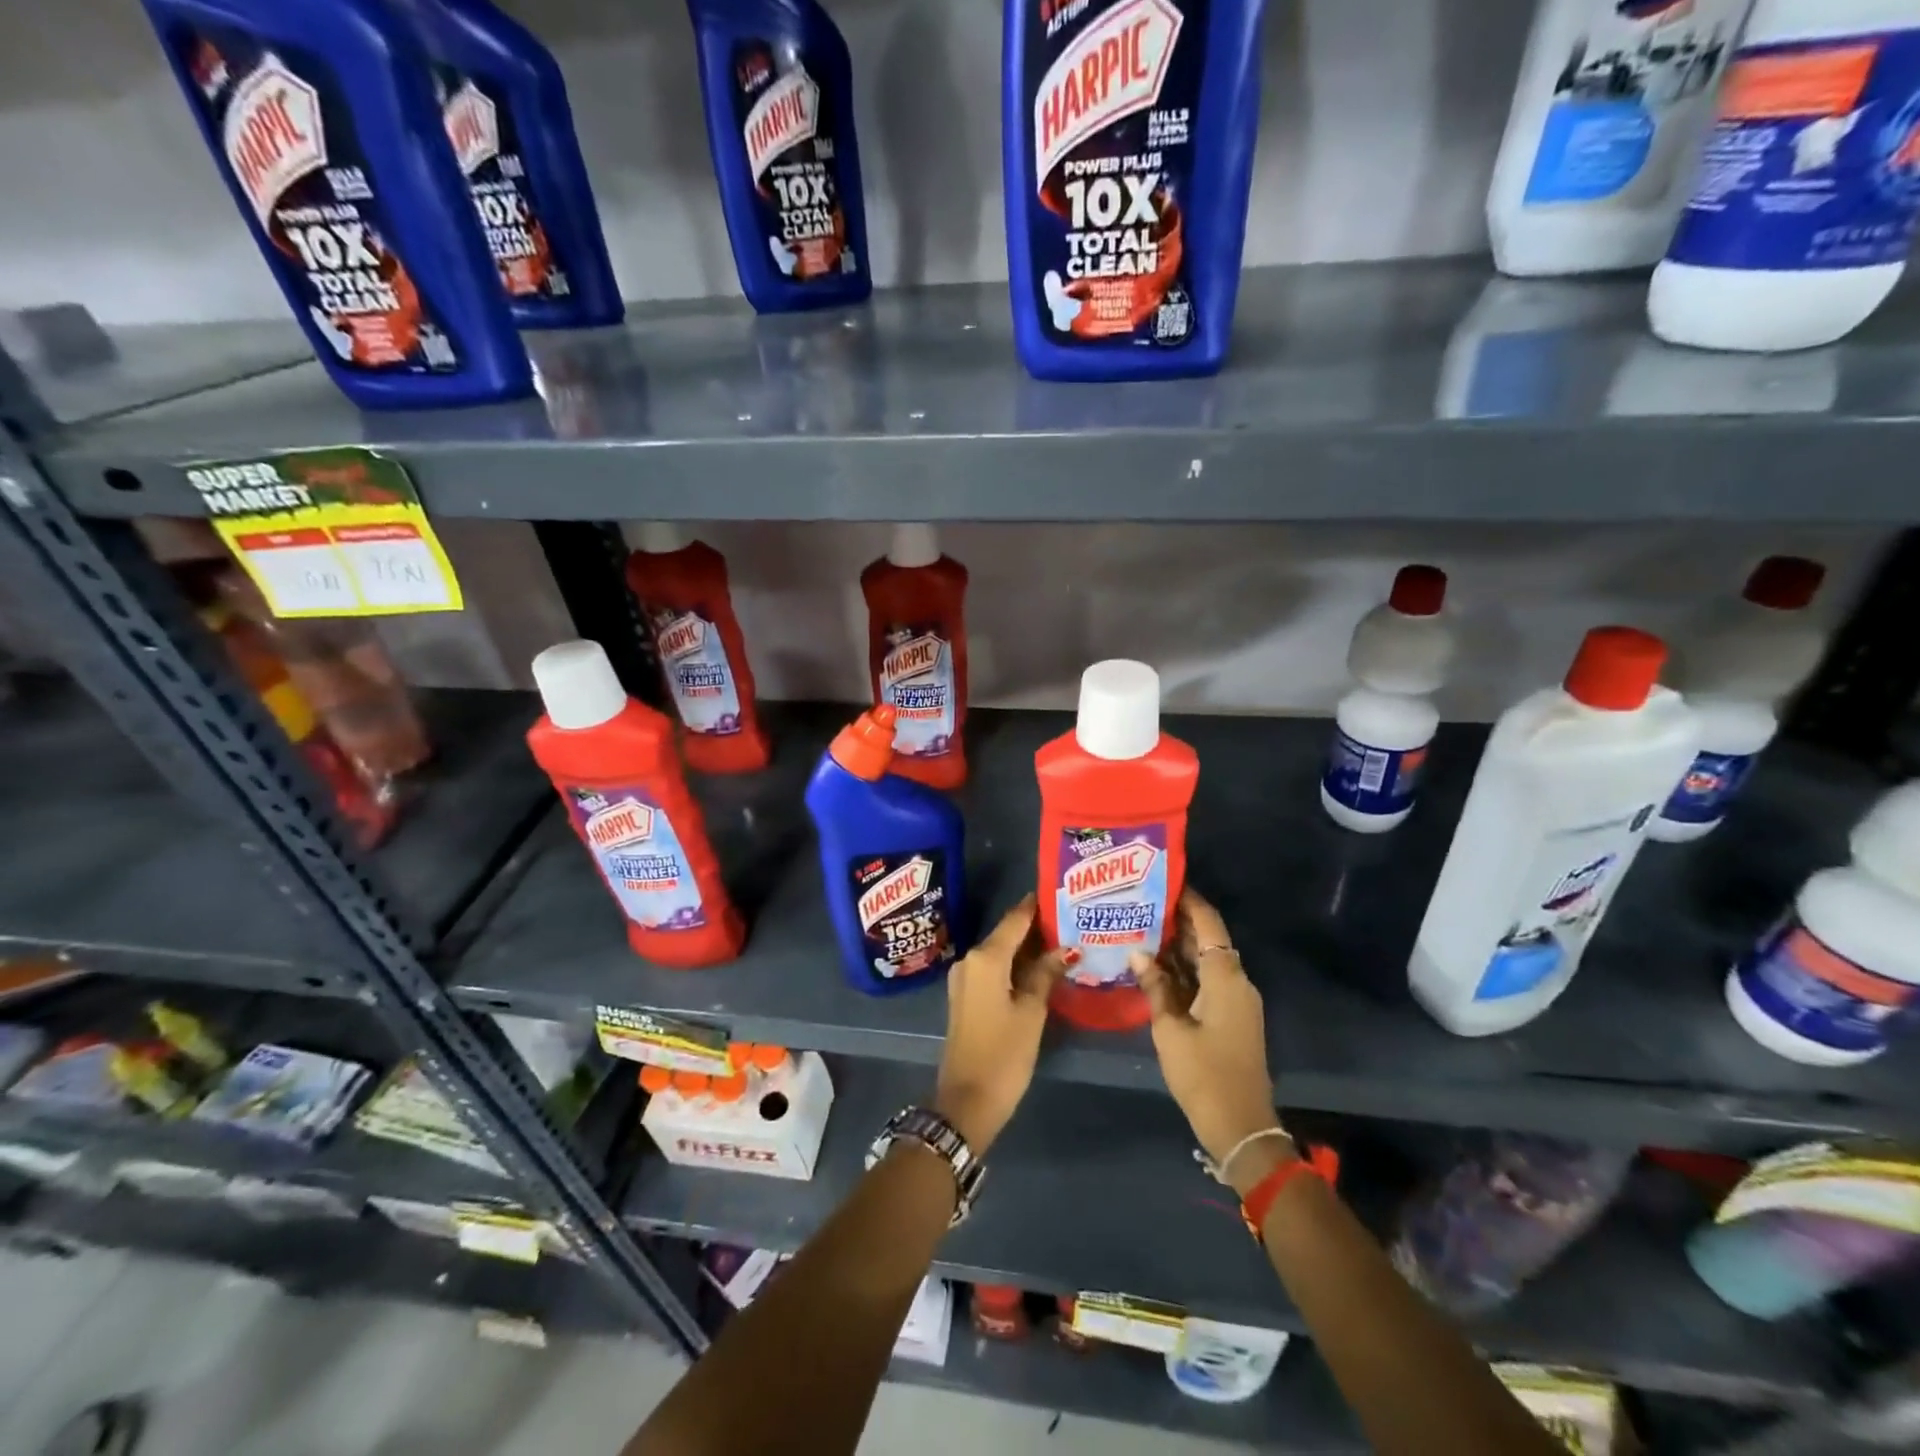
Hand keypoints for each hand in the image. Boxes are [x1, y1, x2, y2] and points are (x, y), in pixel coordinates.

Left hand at [933, 895, 1068, 1155]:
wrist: (965, 1101)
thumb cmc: (1003, 1054)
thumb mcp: (1031, 1012)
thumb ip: (1046, 974)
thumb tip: (1065, 948)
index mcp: (986, 958)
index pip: (1015, 919)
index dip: (1037, 905)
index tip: (1061, 891)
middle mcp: (971, 960)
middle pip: (1007, 933)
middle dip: (1037, 927)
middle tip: (1072, 918)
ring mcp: (965, 979)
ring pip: (1001, 952)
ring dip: (1028, 947)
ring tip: (1064, 940)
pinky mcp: (967, 997)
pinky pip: (994, 969)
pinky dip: (1016, 965)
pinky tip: (1041, 968)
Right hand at [1131, 889, 1283, 1179]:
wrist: (1241, 1127)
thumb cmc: (1204, 1074)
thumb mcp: (1170, 1029)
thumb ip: (1155, 986)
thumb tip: (1137, 953)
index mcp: (1225, 977)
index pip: (1207, 923)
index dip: (1187, 900)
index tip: (1160, 880)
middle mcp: (1236, 981)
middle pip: (1207, 939)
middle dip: (1176, 920)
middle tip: (1139, 904)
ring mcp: (1236, 1000)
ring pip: (1206, 960)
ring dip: (1178, 946)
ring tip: (1140, 928)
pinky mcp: (1231, 1017)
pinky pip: (1207, 980)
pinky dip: (1183, 969)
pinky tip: (1154, 967)